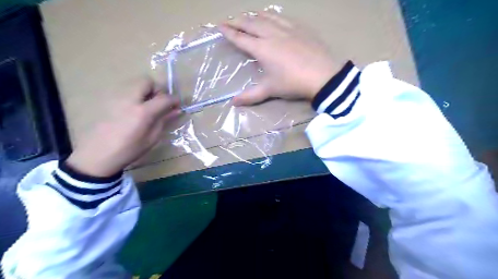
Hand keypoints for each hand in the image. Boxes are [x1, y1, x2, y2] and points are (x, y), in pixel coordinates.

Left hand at [65, 78, 181, 178]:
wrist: (97, 155)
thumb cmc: (129, 150)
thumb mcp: (151, 138)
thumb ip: (164, 121)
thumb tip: (176, 111)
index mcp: (142, 112)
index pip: (164, 98)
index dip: (174, 100)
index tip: (178, 105)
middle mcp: (129, 100)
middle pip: (147, 81)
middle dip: (158, 89)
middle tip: (160, 103)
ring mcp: (117, 98)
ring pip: (135, 83)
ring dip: (146, 90)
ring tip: (148, 106)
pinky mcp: (109, 100)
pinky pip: (126, 90)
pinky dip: (135, 94)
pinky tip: (135, 109)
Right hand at [219, 11, 344, 104]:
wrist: (323, 75)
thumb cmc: (293, 83)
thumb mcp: (270, 90)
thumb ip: (250, 96)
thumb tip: (233, 102)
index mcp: (262, 48)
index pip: (241, 38)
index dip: (229, 32)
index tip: (220, 26)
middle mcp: (272, 34)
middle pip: (251, 23)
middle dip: (237, 21)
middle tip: (229, 20)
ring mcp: (287, 28)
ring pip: (266, 17)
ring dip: (254, 16)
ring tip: (248, 16)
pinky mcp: (300, 28)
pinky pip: (282, 17)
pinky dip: (272, 16)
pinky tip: (272, 17)